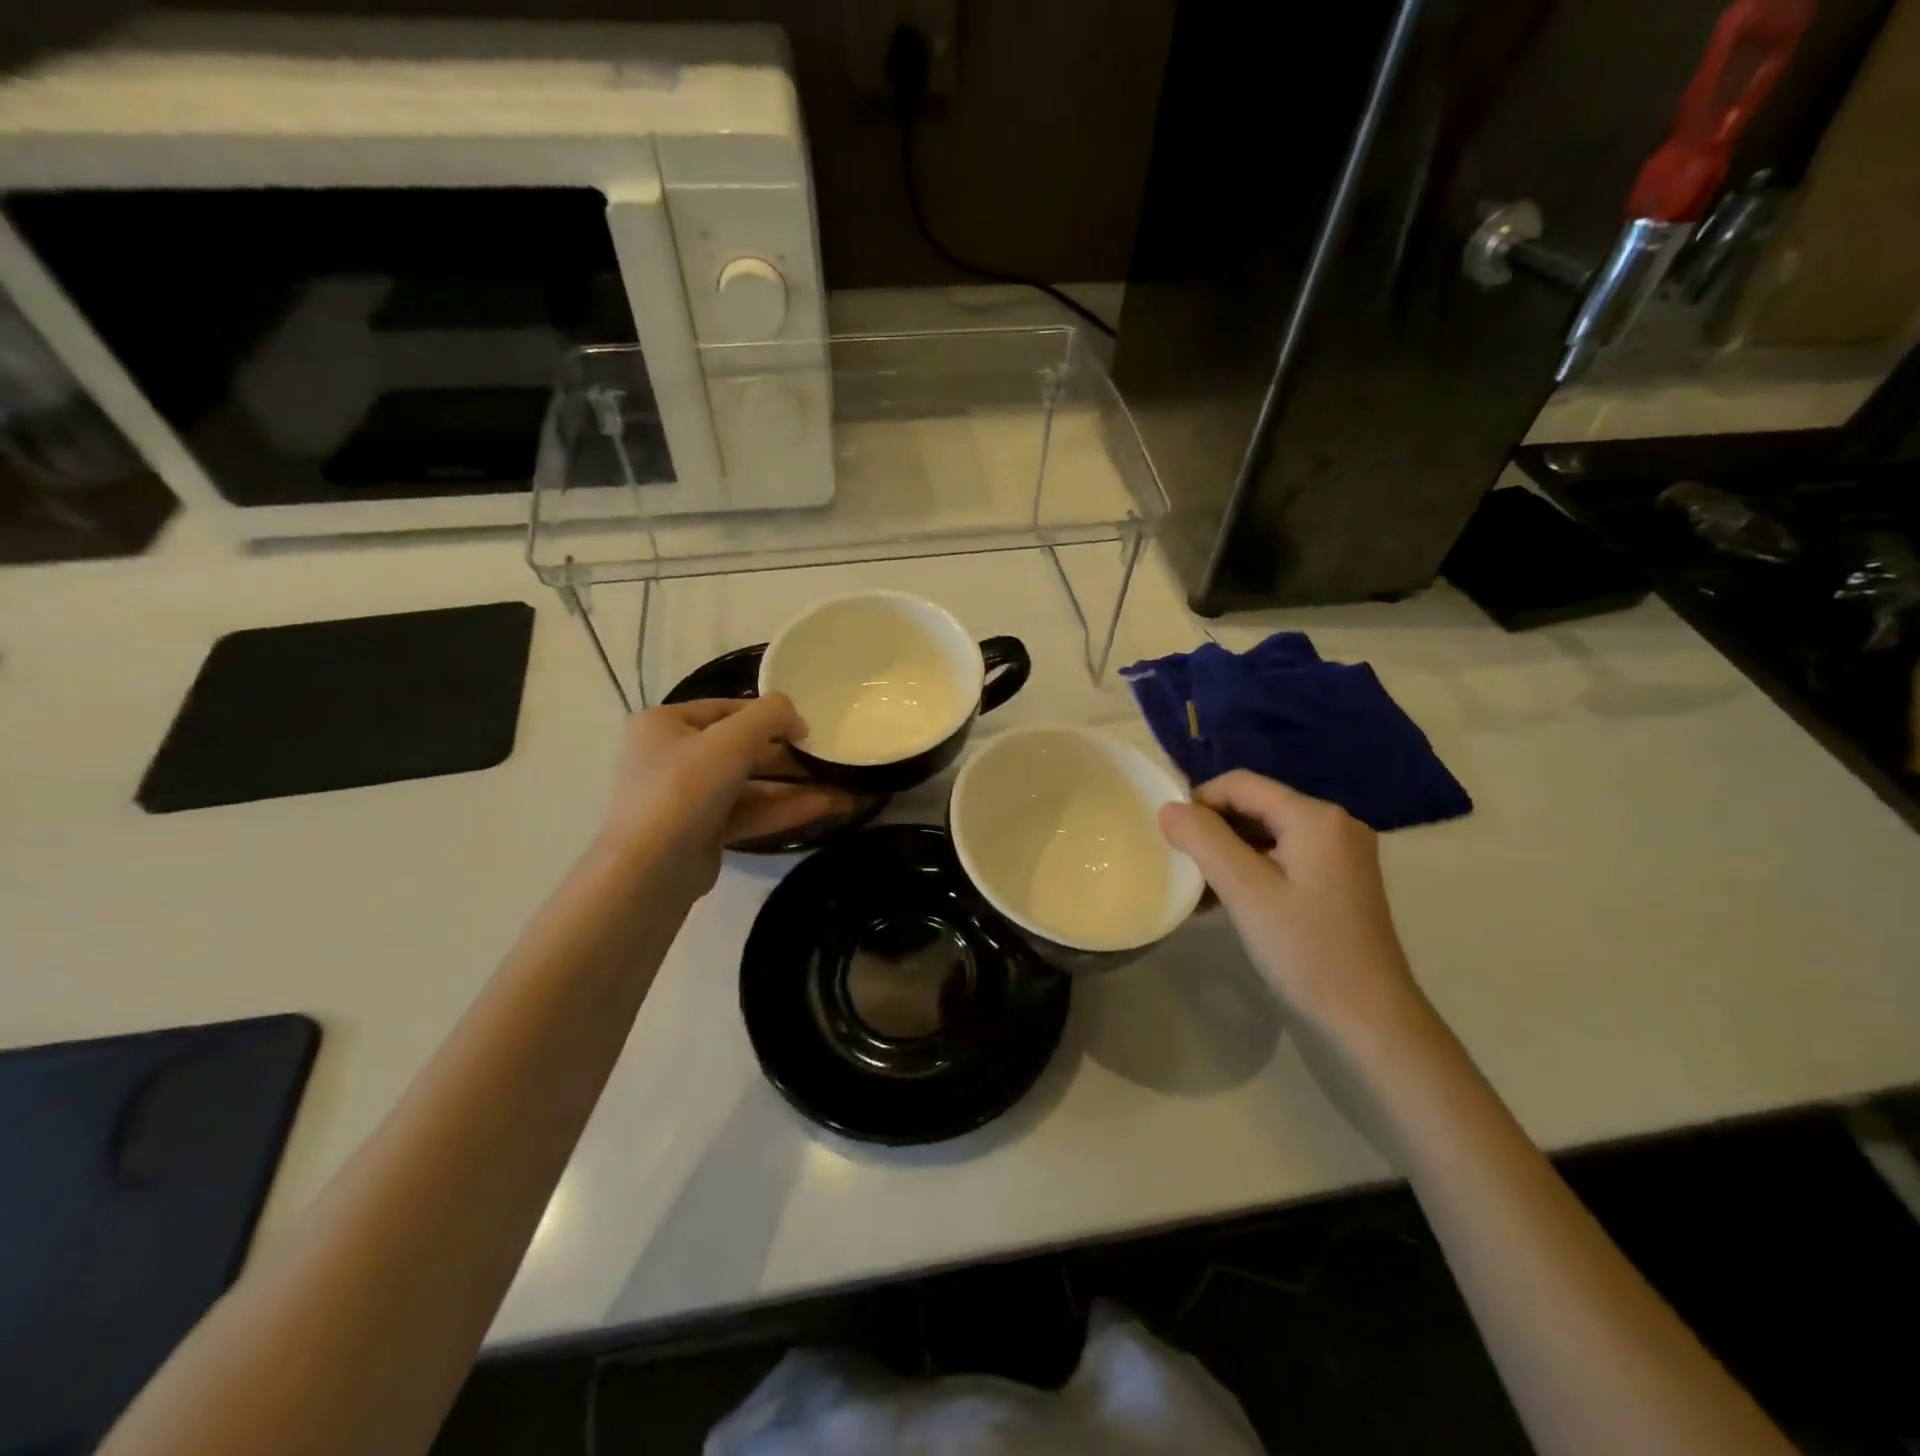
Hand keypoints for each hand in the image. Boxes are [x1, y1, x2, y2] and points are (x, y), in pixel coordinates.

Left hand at [596, 696, 851, 897]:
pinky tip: (826, 807)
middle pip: (742, 748)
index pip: (727, 709)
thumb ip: (771, 715)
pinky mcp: (702, 832)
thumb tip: (796, 719)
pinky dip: (783, 809)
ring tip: (842, 789)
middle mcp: (672, 757)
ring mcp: (687, 798)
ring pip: (750, 785)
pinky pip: (748, 812)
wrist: (649, 871)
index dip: (770, 714)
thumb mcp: (732, 739)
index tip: (808, 727)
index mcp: (666, 724)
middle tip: (830, 758)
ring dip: (794, 786)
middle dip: (789, 756)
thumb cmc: (685, 789)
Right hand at [1158, 771, 1426, 1041]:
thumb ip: (1204, 841)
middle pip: (1254, 806)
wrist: (1372, 1020)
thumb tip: (1167, 808)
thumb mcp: (1246, 891)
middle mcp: (1333, 823)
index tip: (1171, 839)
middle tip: (1182, 866)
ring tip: (1197, 889)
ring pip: (1265, 834)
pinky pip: (1282, 858)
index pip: (1240, 784)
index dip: (1198, 802)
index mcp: (1315, 816)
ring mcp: (1340, 853)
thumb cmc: (1307, 951)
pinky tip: (1224, 901)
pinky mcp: (1338, 880)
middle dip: (1212, 831)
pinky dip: (1250, 871)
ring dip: (1227, 854)